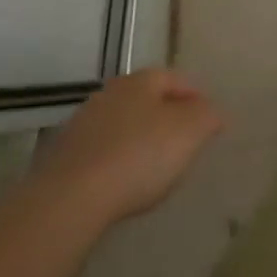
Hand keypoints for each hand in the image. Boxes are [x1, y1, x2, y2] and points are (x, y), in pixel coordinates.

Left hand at [34, 70, 224, 226]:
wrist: (70, 197)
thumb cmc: (140, 155)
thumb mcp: (190, 131)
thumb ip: (208, 115)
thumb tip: (212, 111)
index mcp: (141, 81)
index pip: (175, 79)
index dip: (196, 97)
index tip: (209, 121)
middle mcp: (110, 93)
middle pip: (146, 100)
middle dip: (166, 117)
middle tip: (185, 142)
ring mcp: (82, 124)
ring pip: (123, 125)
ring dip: (139, 139)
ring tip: (155, 167)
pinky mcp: (64, 156)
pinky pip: (102, 152)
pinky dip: (117, 161)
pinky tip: (124, 183)